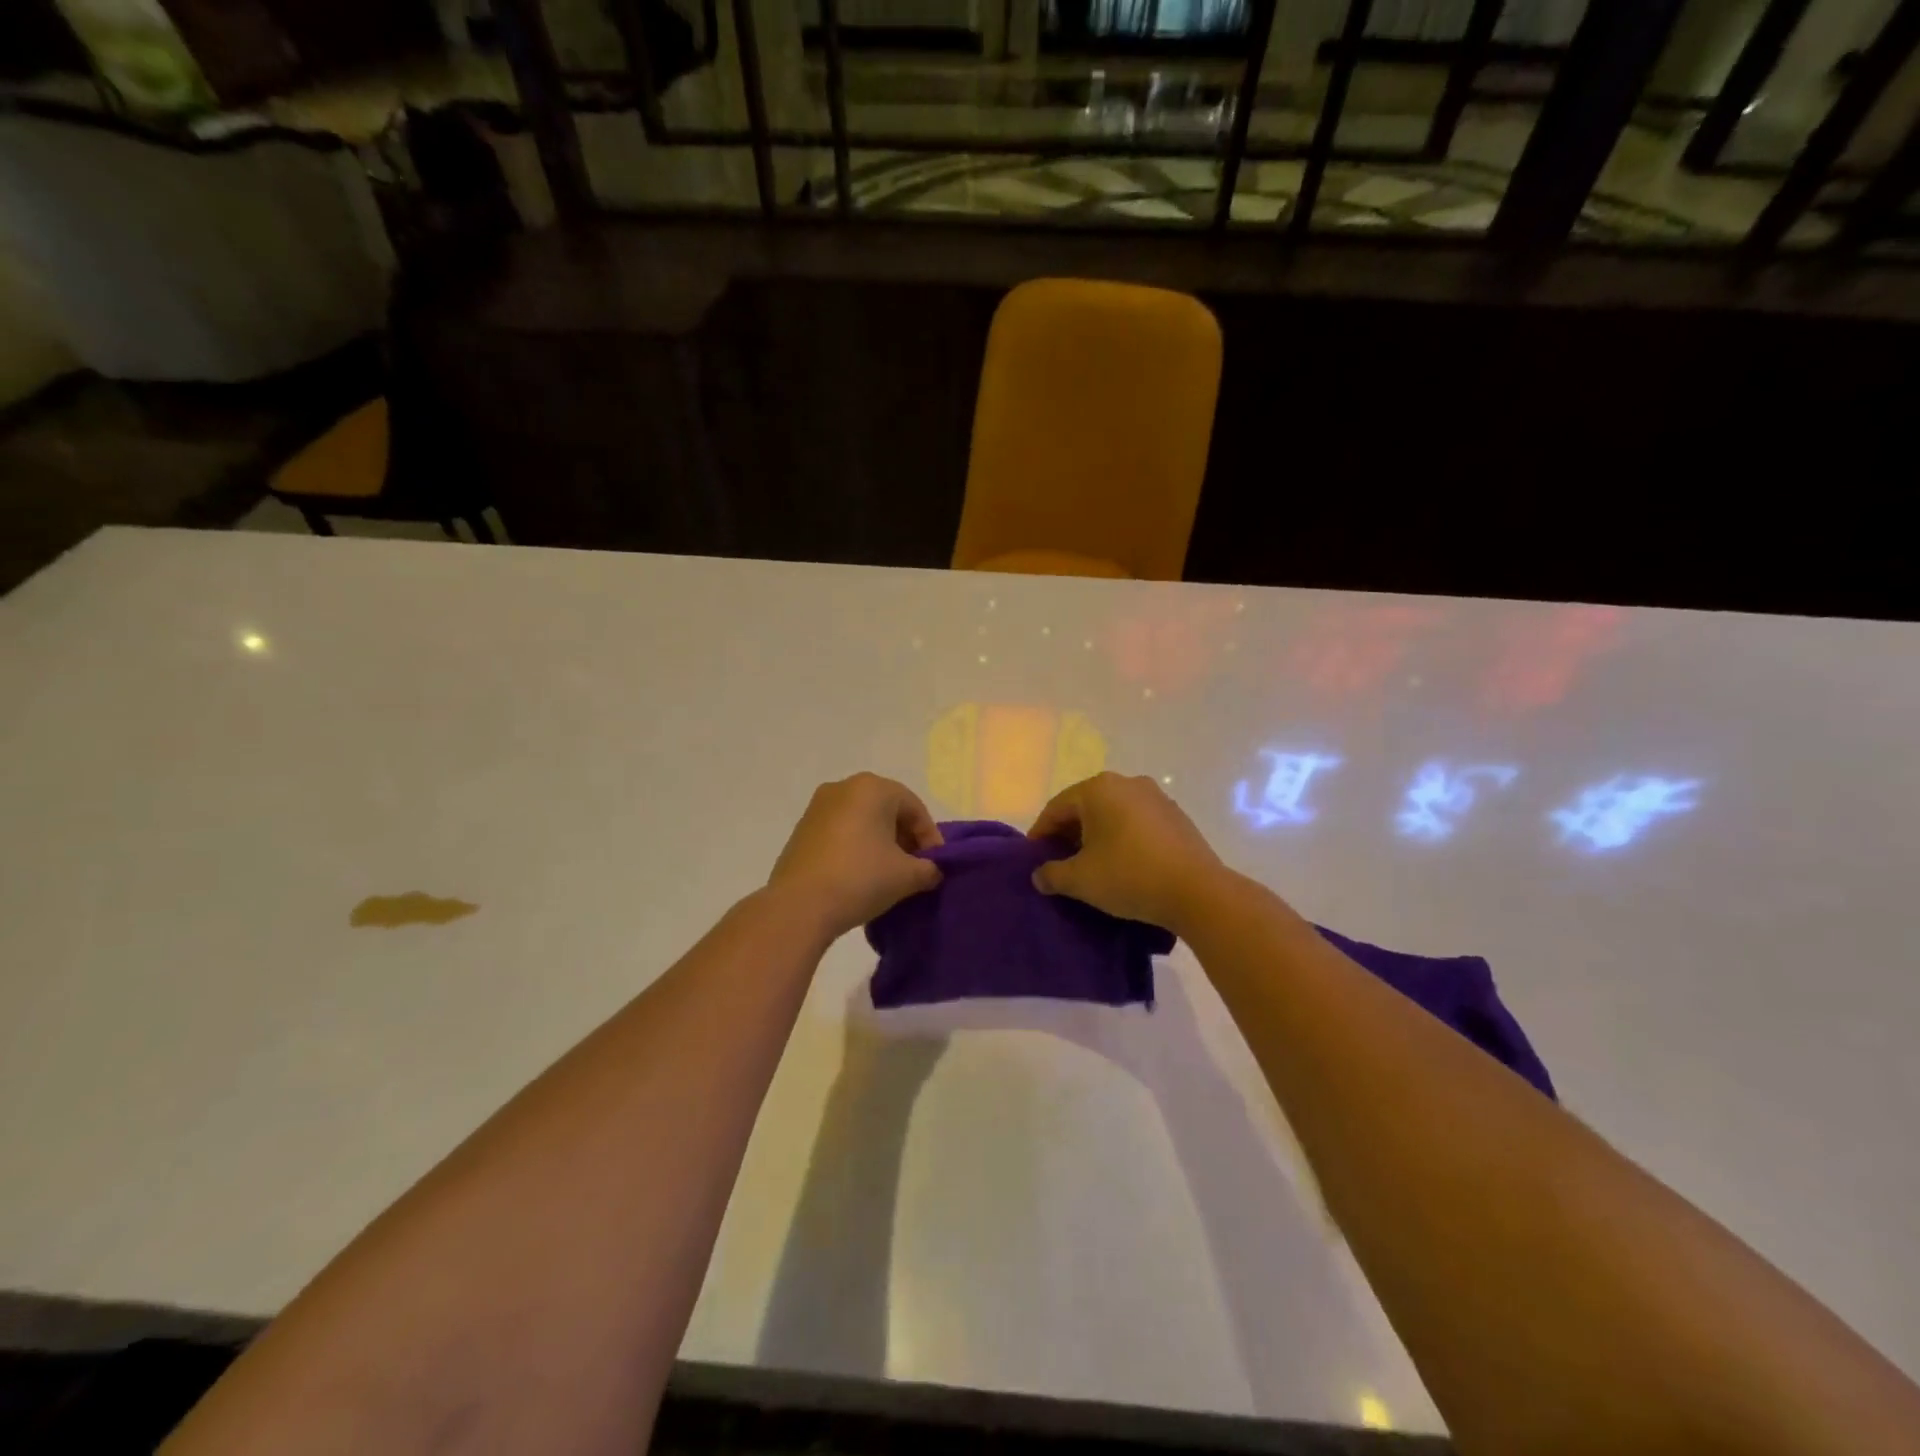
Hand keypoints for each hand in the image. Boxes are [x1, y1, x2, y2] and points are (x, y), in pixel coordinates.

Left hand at [768, 774, 943, 938]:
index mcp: (872, 788)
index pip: (914, 808)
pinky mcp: (802, 830)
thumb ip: (929, 869)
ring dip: (881, 844)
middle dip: (905, 839)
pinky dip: (857, 847)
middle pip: (887, 810)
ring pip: (863, 821)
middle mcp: (843, 788)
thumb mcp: (907, 876)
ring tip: (890, 875)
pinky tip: (862, 875)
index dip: (930, 838)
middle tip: (916, 868)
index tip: (936, 866)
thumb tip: (932, 871)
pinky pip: (841, 832)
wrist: (799, 906)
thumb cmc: (860, 879)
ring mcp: (818, 808)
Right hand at [1028, 772, 1224, 935]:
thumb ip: (1052, 874)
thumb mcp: (1080, 880)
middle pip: (1085, 807)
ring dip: (1097, 836)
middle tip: (1059, 863)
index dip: (1040, 834)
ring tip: (1090, 866)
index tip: (1033, 858)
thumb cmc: (1129, 876)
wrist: (1198, 892)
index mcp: (1098, 789)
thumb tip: (1040, 875)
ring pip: (1113, 814)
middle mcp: (1127, 782)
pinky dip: (1122, 838)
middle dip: (1068, 834)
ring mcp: (1156, 797)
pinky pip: (1137, 823)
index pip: (1057, 807)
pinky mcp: (1176, 816)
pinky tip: (1122, 864)